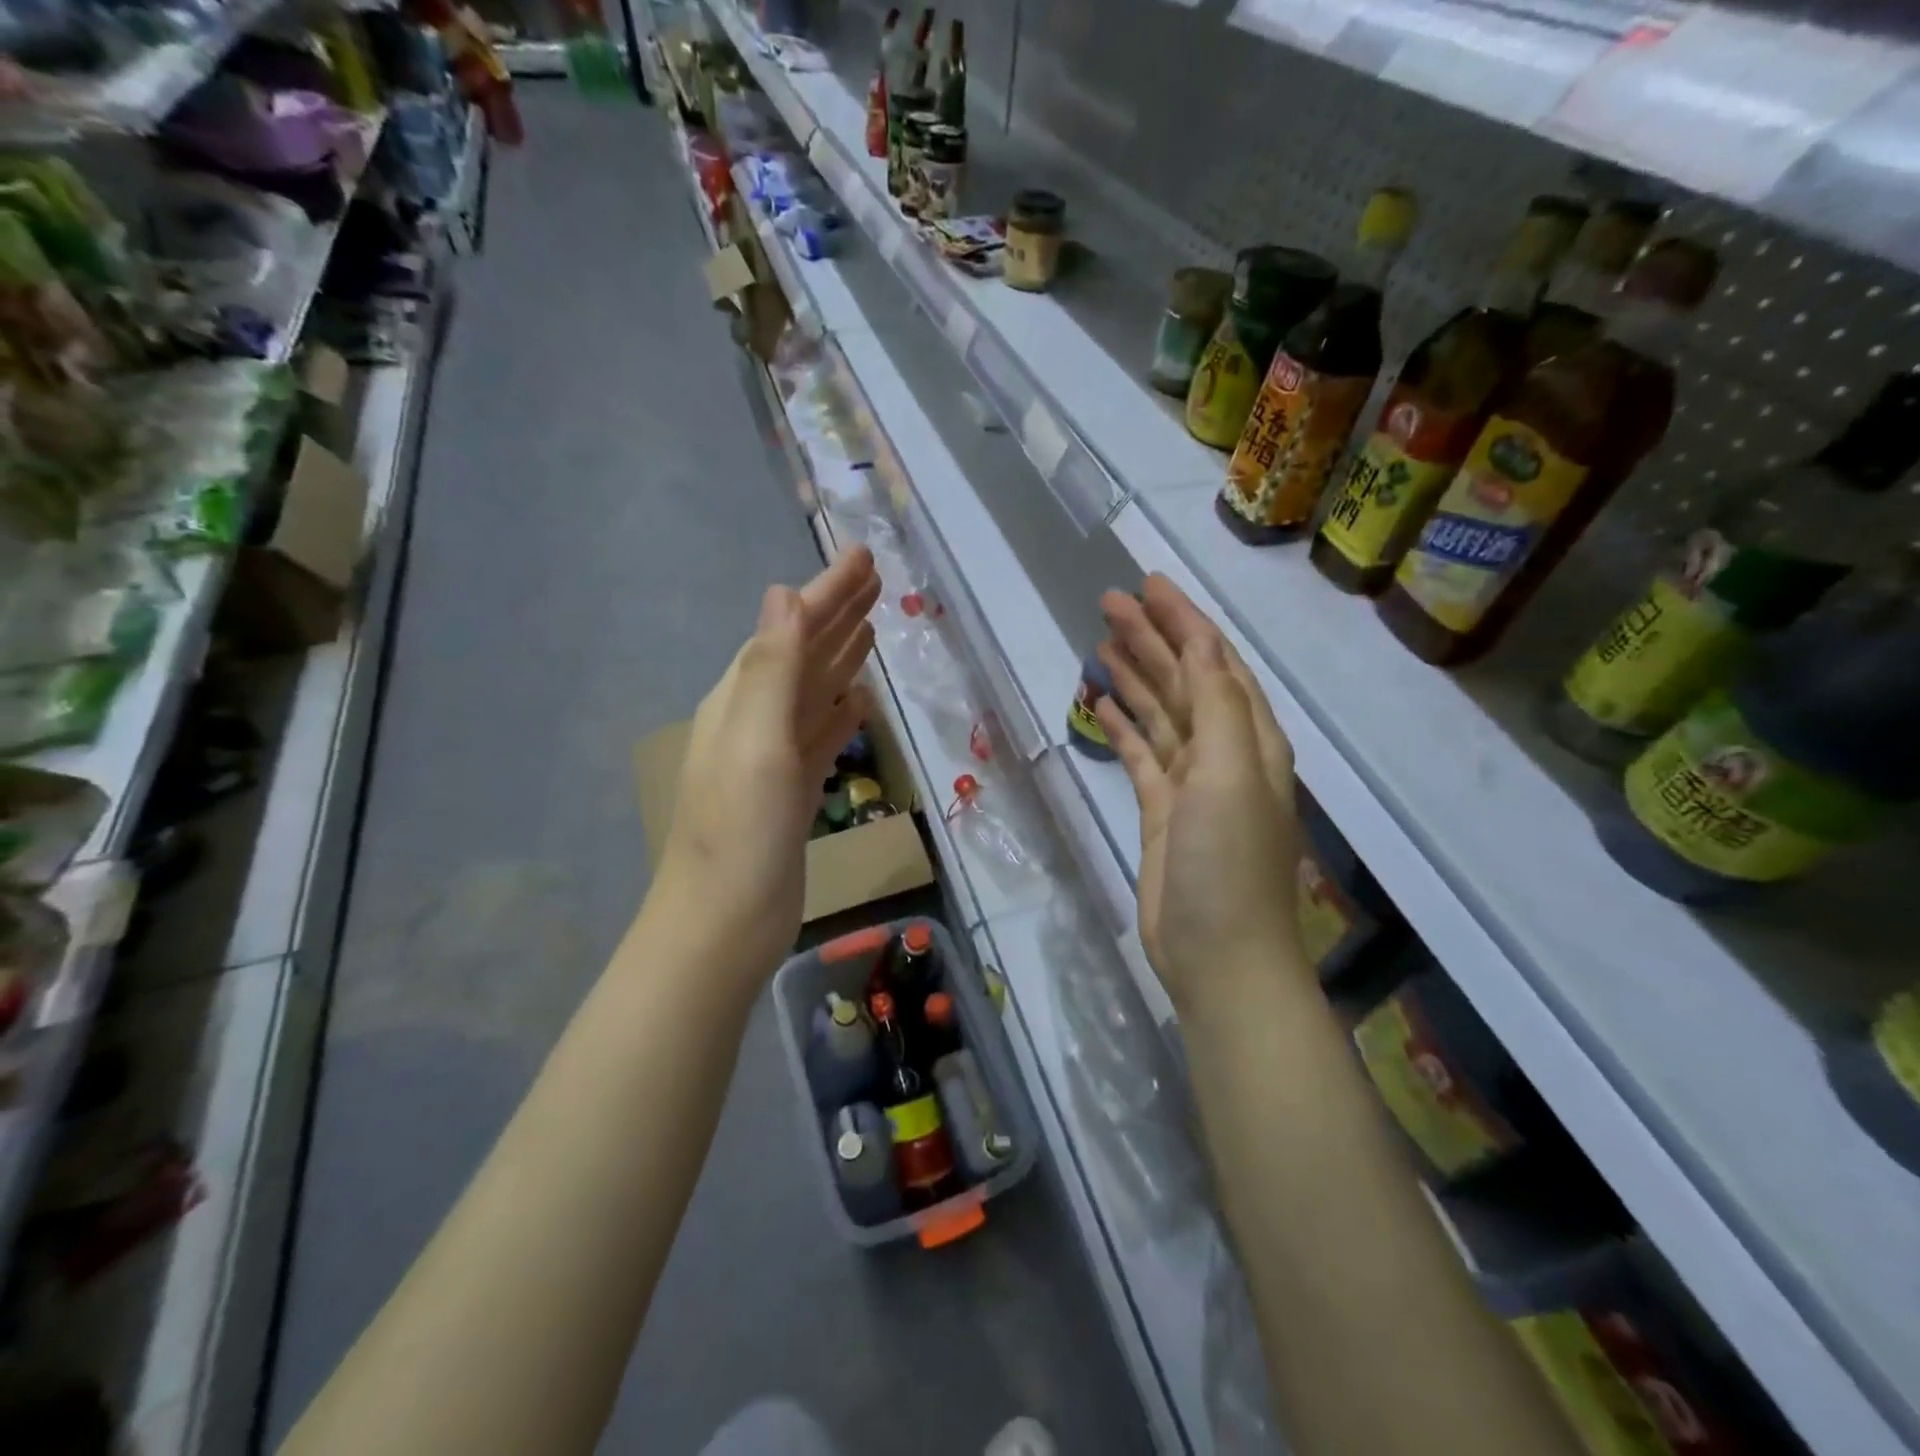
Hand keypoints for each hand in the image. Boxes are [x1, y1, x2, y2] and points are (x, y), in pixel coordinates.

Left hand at [656, 546, 880, 978]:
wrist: (724, 925)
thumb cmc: (740, 835)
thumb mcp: (756, 744)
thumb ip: (771, 669)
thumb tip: (783, 593)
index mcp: (741, 700)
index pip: (789, 630)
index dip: (827, 593)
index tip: (865, 558)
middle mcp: (754, 719)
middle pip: (803, 653)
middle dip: (837, 614)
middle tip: (877, 579)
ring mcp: (774, 757)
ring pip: (814, 691)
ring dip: (841, 657)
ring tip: (873, 627)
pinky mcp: (793, 790)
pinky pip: (821, 734)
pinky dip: (841, 711)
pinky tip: (861, 702)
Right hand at [1094, 576, 1304, 1015]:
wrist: (1218, 954)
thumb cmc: (1228, 861)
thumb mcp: (1232, 774)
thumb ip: (1217, 706)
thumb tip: (1198, 645)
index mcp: (1250, 737)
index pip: (1215, 661)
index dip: (1185, 620)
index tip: (1148, 583)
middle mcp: (1224, 751)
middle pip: (1184, 679)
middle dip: (1152, 637)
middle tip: (1110, 602)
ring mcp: (1191, 782)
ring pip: (1160, 712)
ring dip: (1134, 675)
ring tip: (1101, 640)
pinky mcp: (1162, 809)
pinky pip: (1141, 753)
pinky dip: (1123, 725)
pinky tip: (1101, 702)